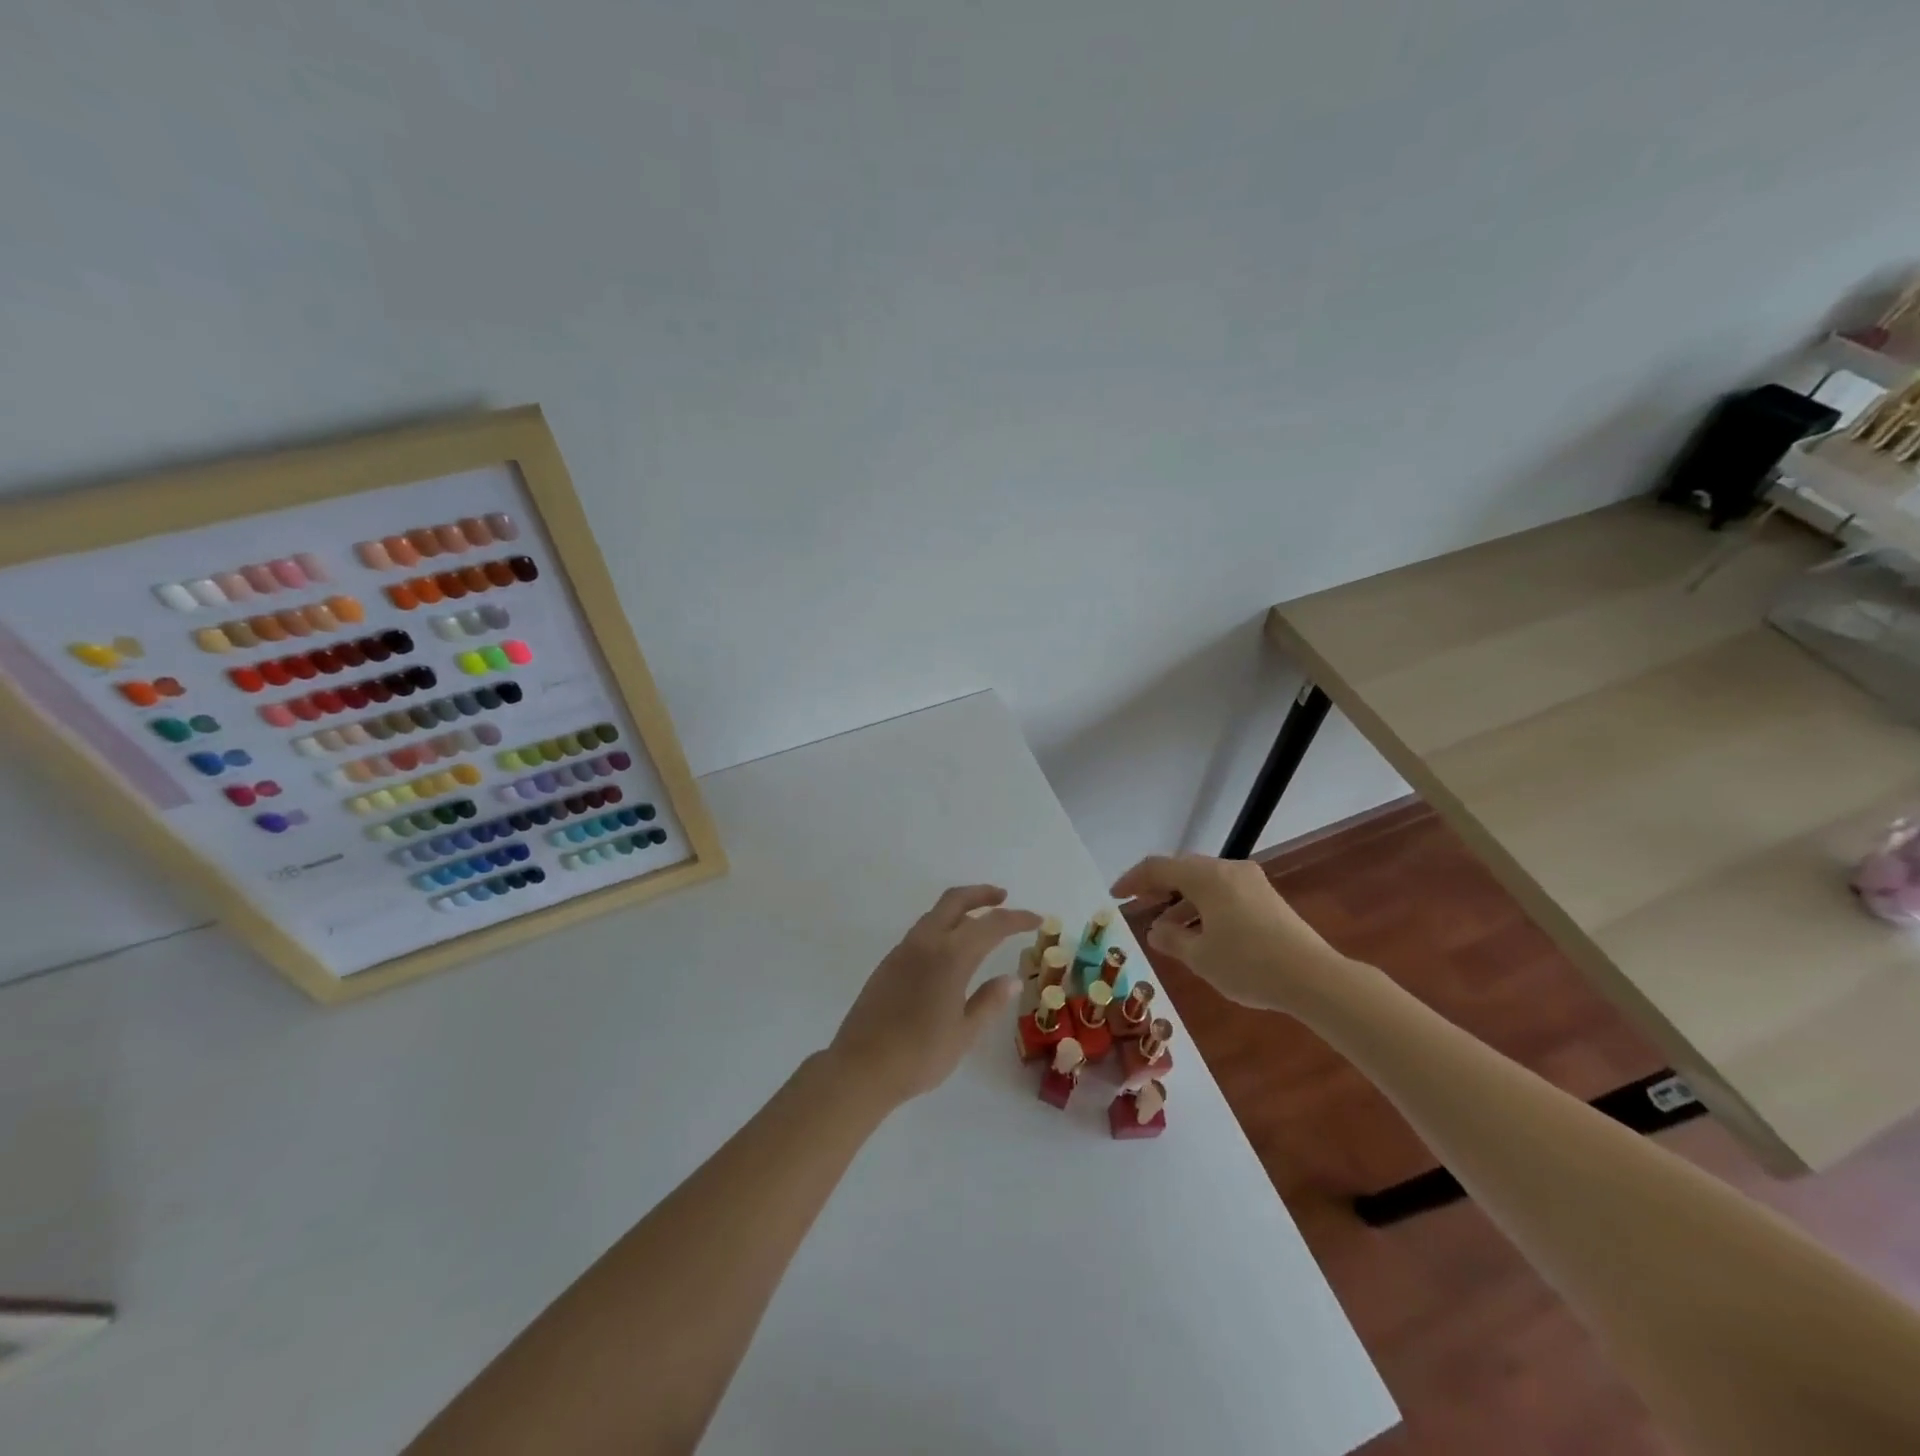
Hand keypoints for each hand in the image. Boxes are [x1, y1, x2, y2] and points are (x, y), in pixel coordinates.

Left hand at [828, 885, 1041, 1108]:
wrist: (861, 1067)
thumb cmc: (920, 1055)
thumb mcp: (964, 1033)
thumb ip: (988, 1001)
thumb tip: (1010, 979)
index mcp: (950, 956)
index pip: (991, 924)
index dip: (1016, 918)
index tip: (1036, 919)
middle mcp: (926, 943)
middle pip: (955, 900)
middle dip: (982, 894)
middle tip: (1004, 898)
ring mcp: (903, 950)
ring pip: (935, 913)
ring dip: (960, 908)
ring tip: (980, 921)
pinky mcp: (888, 963)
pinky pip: (921, 932)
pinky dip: (942, 926)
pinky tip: (950, 949)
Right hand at [1111, 854, 1349, 1010]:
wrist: (1315, 978)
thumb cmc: (1248, 964)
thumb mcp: (1200, 957)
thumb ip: (1172, 940)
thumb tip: (1156, 931)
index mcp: (1207, 877)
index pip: (1158, 867)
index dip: (1133, 880)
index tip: (1115, 896)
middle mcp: (1228, 870)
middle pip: (1182, 870)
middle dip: (1157, 888)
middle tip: (1138, 907)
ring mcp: (1251, 882)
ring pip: (1204, 883)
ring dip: (1181, 901)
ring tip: (1167, 929)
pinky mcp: (1267, 899)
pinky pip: (1224, 893)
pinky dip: (1204, 907)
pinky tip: (1200, 933)